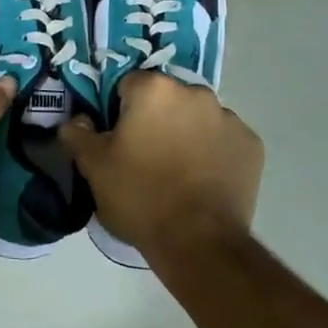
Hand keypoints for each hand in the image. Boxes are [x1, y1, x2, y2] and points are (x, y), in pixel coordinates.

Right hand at [59, 72, 262, 259]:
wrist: (198, 242)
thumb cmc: (140, 196)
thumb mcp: (94, 167)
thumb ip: (78, 134)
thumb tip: (76, 121)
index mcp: (154, 89)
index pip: (127, 85)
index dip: (118, 111)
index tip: (118, 140)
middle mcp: (195, 92)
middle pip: (166, 98)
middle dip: (155, 119)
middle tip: (145, 156)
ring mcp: (229, 117)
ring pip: (197, 117)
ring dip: (186, 133)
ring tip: (177, 172)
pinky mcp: (251, 144)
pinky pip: (223, 139)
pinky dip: (214, 152)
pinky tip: (203, 181)